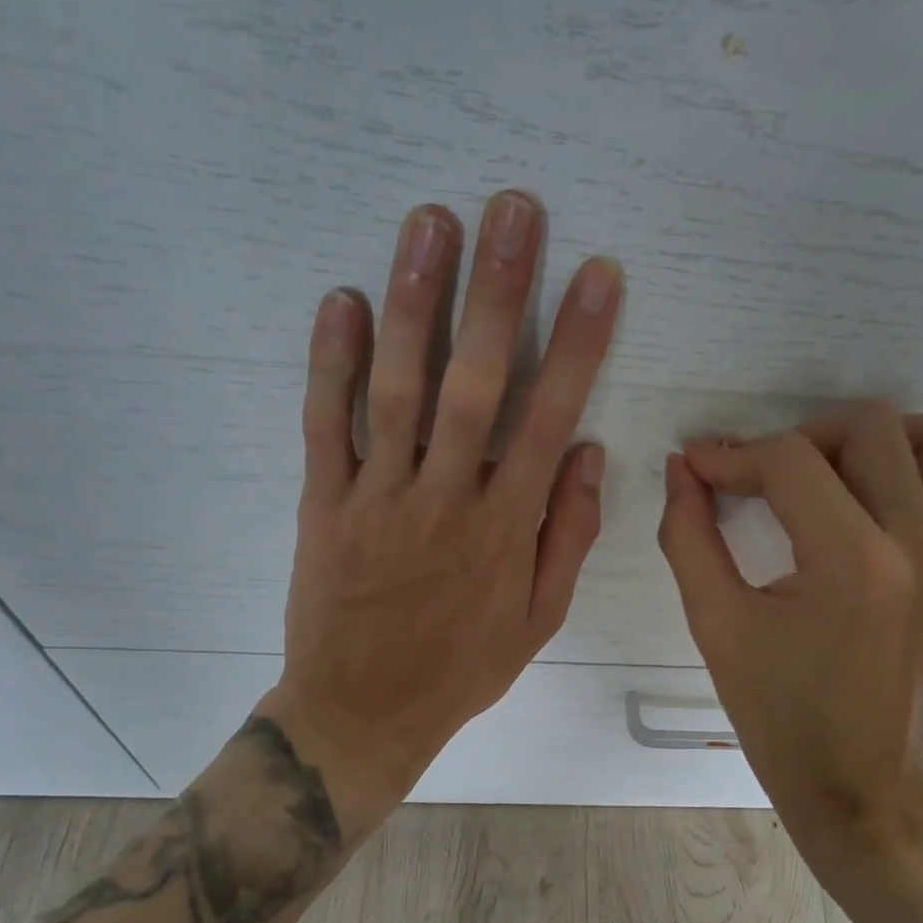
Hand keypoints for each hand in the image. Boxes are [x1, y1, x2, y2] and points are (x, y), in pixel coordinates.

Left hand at [261, 192, 623, 843]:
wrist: (363, 712)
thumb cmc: (461, 667)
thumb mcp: (539, 620)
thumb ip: (568, 535)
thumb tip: (588, 452)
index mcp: (506, 528)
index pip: (551, 418)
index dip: (579, 343)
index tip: (598, 275)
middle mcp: (447, 499)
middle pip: (476, 383)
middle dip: (499, 293)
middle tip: (513, 210)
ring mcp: (379, 498)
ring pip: (398, 388)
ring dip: (415, 303)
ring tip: (430, 223)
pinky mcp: (323, 504)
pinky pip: (325, 426)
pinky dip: (330, 363)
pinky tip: (340, 300)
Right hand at [657, 403, 922, 885]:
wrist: (856, 785)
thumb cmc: (778, 715)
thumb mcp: (716, 627)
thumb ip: (688, 537)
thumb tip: (682, 468)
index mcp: (850, 564)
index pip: (789, 460)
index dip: (731, 454)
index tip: (698, 469)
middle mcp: (920, 546)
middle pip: (872, 426)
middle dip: (800, 437)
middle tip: (763, 478)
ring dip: (882, 442)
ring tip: (834, 480)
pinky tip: (903, 504)